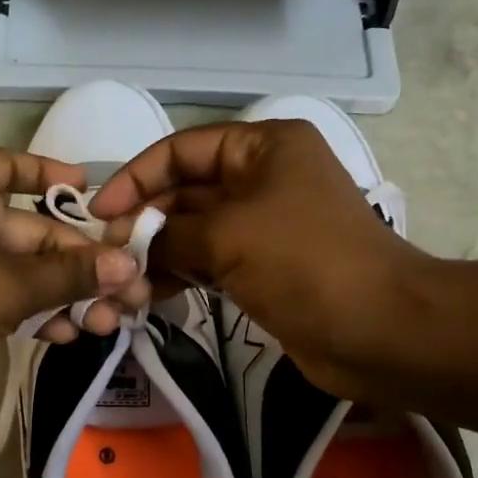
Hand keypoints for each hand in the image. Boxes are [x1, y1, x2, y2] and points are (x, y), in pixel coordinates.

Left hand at [0, 148, 150, 395]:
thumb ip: (71, 274)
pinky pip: (7, 295)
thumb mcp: (10, 286)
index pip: (15, 166)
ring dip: (67, 293)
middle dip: (84, 263)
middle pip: (36, 230)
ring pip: (26, 269)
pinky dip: (36, 310)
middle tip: (130, 290)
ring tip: (107, 321)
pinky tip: (69, 334)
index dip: (55, 175)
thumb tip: (128, 264)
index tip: (93, 191)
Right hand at [91, 120, 439, 402]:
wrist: (378, 330)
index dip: (135, 177)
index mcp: (262, 147)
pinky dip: (179, 275)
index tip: (99, 213)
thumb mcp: (228, 235)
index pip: (182, 149)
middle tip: (107, 256)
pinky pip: (208, 262)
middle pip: (185, 191)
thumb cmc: (305, 263)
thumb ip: (168, 234)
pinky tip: (148, 296)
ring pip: (193, 231)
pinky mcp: (262, 268)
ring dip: (157, 253)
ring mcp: (263, 225)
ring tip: (123, 283)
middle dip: (145, 222)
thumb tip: (130, 244)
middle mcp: (262, 177)